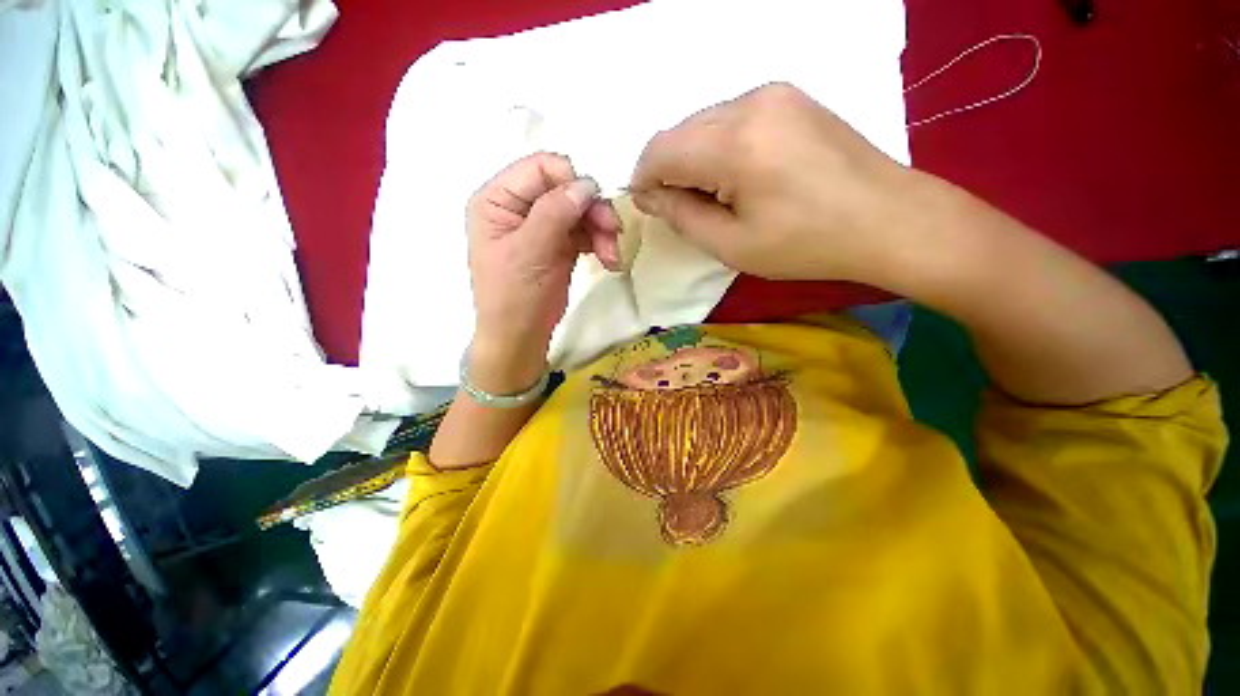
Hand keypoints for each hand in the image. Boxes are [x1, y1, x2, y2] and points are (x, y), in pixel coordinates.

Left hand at [466, 152, 620, 392]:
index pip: (540, 168)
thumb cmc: (513, 296)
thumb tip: (587, 184)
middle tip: (613, 232)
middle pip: (566, 188)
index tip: (594, 207)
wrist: (520, 337)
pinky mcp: (559, 245)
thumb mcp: (529, 252)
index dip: (571, 181)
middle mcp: (520, 207)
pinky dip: (600, 242)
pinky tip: (610, 260)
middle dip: (592, 209)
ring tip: (613, 256)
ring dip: (601, 229)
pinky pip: (585, 232)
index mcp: (498, 200)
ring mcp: (542, 226)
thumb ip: (554, 213)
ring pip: (580, 211)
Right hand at [629, 83, 918, 283]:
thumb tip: (649, 195)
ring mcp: (774, 94)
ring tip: (714, 195)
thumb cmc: (806, 244)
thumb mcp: (732, 245)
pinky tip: (738, 175)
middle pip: (680, 132)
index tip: (648, 206)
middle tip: (682, 208)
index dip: (644, 179)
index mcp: (734, 144)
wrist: (888, 219)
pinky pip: (732, 118)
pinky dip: (719, 146)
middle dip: (669, 170)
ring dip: (693, 158)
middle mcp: (750, 103)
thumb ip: (682, 216)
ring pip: (704, 123)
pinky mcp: (790, 98)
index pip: (660, 150)